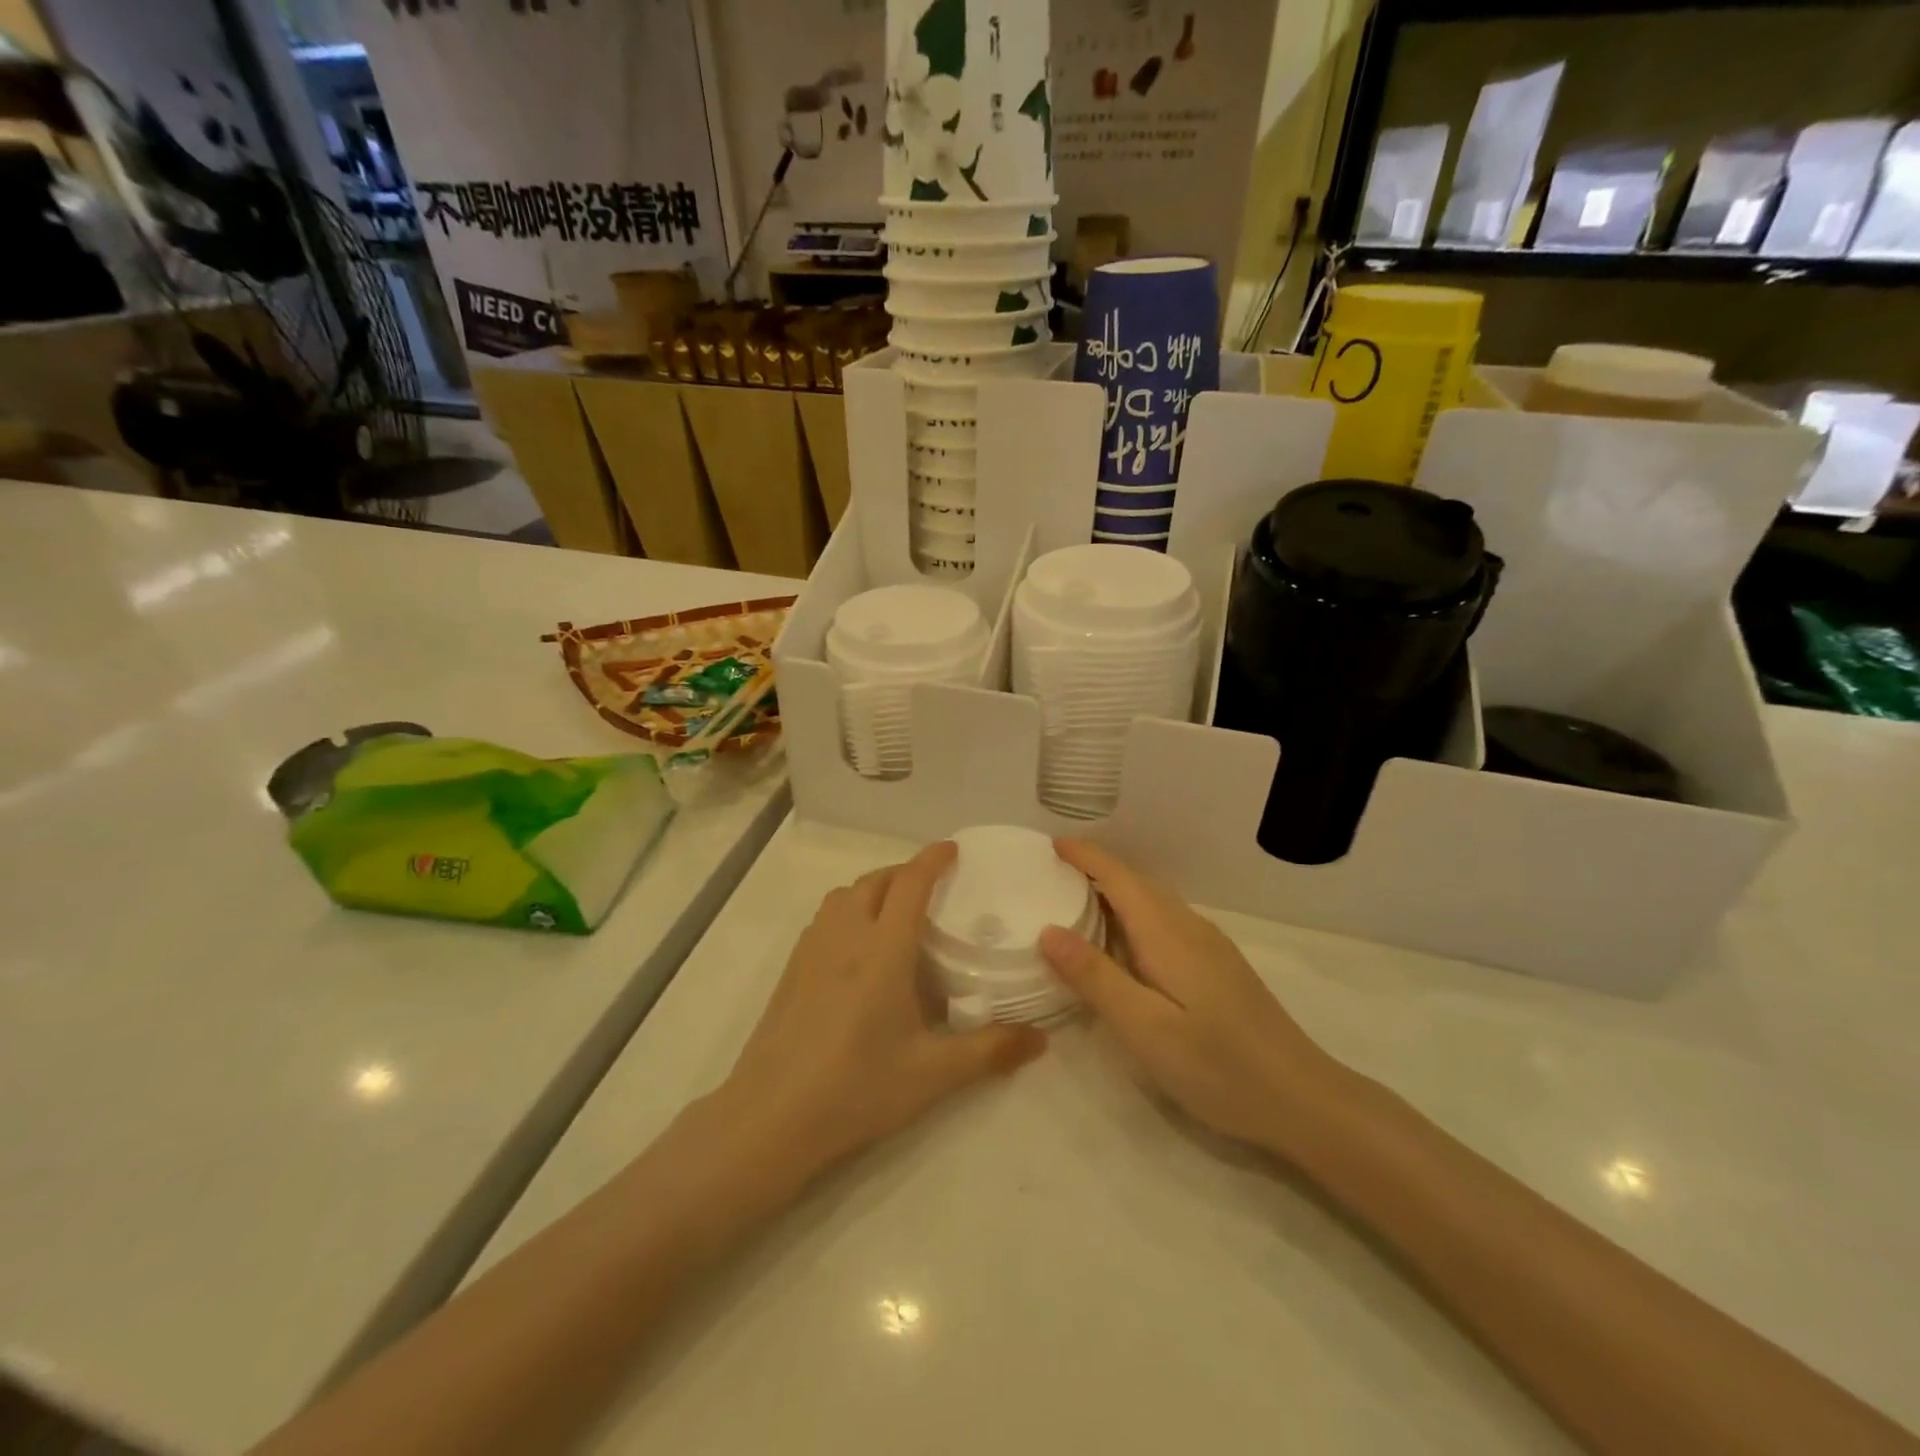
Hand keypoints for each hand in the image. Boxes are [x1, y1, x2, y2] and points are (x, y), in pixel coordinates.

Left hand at [716, 841, 1046, 1184]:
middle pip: (875, 880)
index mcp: (883, 950)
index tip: (953, 849)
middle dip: (905, 872)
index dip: (932, 859)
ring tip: (896, 914)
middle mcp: (845, 936)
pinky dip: (848, 911)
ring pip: (844, 895)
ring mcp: (811, 950)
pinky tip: (858, 950)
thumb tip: (1041, 1039)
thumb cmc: (857, 1089)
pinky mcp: (790, 970)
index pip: (910, 883)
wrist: (771, 1117)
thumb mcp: (932, 1075)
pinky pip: (825, 918)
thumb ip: (990, 1051)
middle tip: (932, 888)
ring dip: (873, 889)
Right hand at [1039, 839, 1339, 1151]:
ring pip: (1154, 902)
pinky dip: (1135, 915)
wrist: (1302, 1099)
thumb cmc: (1218, 1066)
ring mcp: (1209, 946)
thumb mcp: (1145, 1028)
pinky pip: (1166, 921)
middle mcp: (1189, 927)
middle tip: (1052, 874)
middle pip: (1137, 883)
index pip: (1119, 878)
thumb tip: (1048, 930)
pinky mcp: (1218, 966)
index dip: (1085, 856)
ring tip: (1078, 901)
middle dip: (1095, 869)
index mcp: (1167, 934)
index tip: (1051, 844)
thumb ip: (1096, 978)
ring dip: (1115, 891)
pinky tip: (1125, 943)